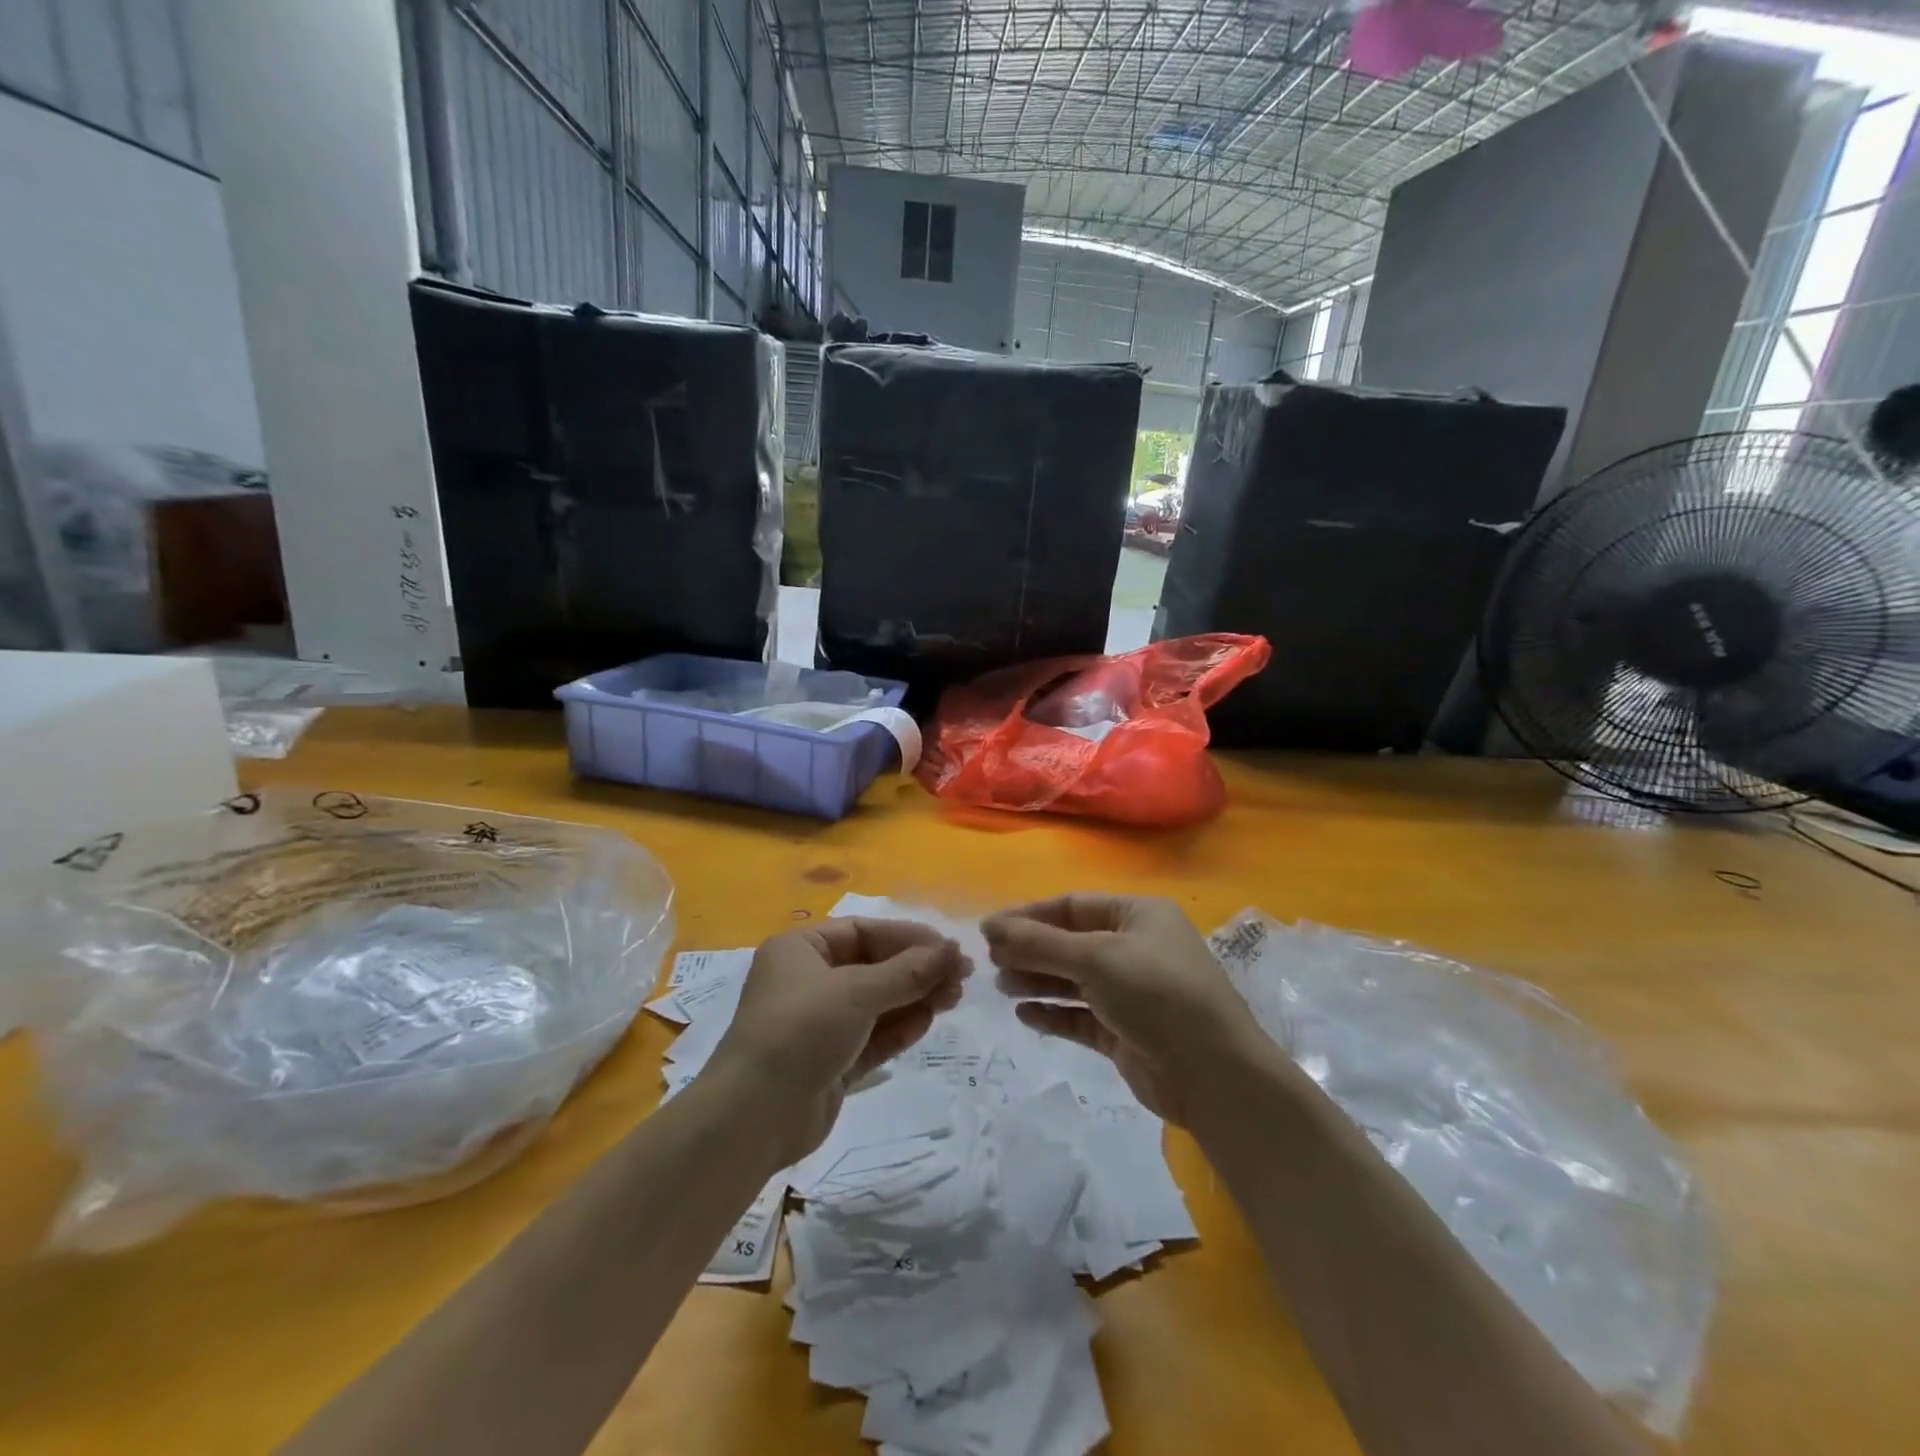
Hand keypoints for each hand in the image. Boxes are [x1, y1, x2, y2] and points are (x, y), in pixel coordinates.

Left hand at [705, 919, 967, 1162]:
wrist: (753, 1117)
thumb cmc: (800, 1031)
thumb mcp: (856, 992)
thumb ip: (908, 971)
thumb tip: (954, 949)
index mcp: (801, 950)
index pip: (862, 932)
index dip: (907, 937)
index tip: (948, 948)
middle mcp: (809, 981)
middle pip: (873, 966)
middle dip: (917, 970)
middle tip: (961, 977)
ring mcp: (820, 1024)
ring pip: (877, 1002)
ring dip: (914, 998)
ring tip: (954, 998)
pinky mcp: (831, 1061)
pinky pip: (872, 1036)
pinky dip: (900, 1027)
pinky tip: (929, 1021)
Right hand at [983, 894, 1260, 1124]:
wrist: (1212, 1074)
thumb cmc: (1156, 993)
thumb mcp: (1095, 957)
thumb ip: (1039, 943)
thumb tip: (990, 926)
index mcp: (1139, 915)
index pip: (1073, 906)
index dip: (1029, 916)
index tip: (988, 930)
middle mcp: (1136, 948)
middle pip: (1071, 942)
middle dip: (1031, 950)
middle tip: (990, 961)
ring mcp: (1132, 993)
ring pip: (1074, 980)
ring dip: (1038, 980)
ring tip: (1001, 986)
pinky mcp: (1126, 1033)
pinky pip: (1081, 1016)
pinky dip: (1054, 1013)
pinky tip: (1025, 1015)